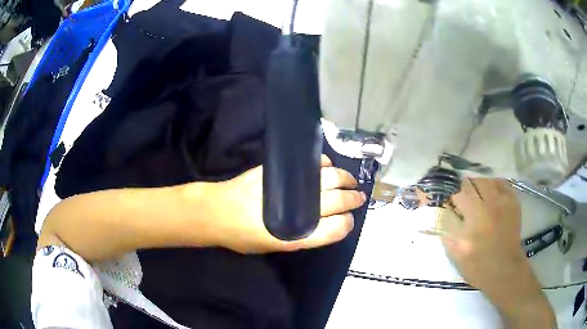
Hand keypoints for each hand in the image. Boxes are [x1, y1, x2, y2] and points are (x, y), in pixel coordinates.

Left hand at [203, 155, 365, 253]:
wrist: (216, 211)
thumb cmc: (242, 235)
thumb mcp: (273, 246)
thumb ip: (299, 238)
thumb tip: (322, 223)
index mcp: (296, 236)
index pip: (334, 229)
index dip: (346, 224)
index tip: (349, 219)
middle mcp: (297, 211)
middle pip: (337, 201)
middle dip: (352, 199)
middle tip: (359, 197)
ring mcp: (290, 187)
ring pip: (330, 179)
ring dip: (345, 179)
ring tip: (350, 181)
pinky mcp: (280, 172)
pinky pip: (310, 165)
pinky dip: (324, 164)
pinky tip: (329, 167)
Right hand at [443, 178, 555, 327]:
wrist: (505, 270)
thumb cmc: (477, 266)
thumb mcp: (455, 254)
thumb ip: (445, 230)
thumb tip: (436, 212)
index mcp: (473, 218)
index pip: (456, 193)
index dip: (448, 195)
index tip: (445, 201)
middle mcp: (489, 204)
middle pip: (471, 183)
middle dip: (461, 189)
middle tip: (459, 199)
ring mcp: (503, 201)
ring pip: (485, 180)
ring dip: (476, 185)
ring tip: (473, 196)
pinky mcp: (513, 202)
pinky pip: (501, 183)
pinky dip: (492, 185)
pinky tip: (489, 193)